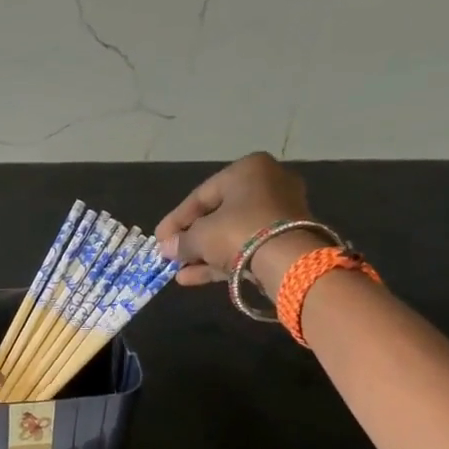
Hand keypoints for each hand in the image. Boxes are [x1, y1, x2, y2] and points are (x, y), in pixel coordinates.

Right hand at [155, 152, 316, 286]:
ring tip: (179, 271)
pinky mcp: (286, 239)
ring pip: (232, 233)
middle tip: (171, 253)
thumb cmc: (239, 232)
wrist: (289, 260)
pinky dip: (222, 259)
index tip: (159, 238)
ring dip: (204, 253)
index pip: (202, 195)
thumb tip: (166, 249)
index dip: (176, 219)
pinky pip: (247, 246)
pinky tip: (194, 277)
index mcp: (248, 170)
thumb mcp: (201, 235)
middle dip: (192, 238)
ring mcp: (280, 213)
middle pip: (218, 214)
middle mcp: (268, 184)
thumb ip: (181, 241)